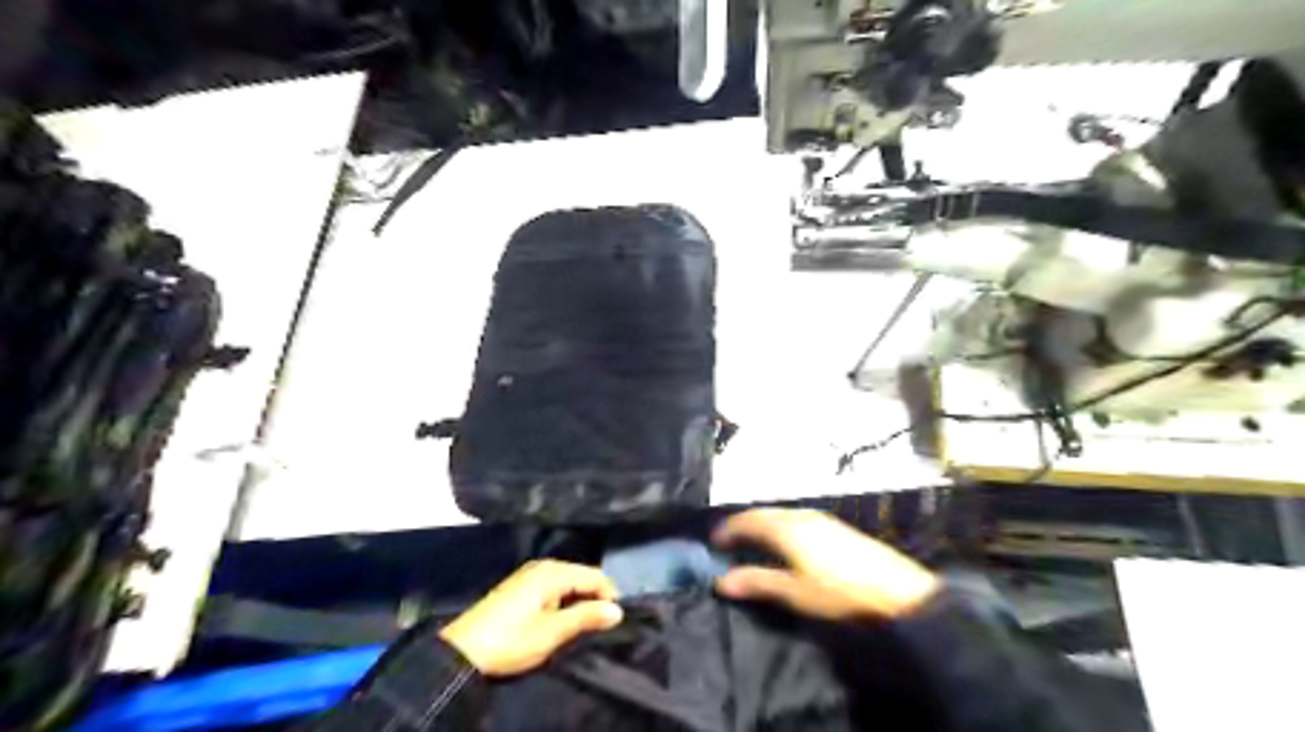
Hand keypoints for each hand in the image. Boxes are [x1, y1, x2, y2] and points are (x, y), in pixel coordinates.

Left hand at [442, 560, 622, 675]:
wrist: (463, 651)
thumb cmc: (510, 640)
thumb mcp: (552, 632)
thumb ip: (586, 617)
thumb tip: (617, 610)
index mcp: (552, 572)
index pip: (594, 576)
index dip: (609, 596)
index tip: (615, 620)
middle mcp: (543, 566)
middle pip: (582, 575)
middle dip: (594, 597)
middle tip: (601, 625)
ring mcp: (530, 574)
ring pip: (568, 581)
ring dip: (579, 600)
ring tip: (583, 625)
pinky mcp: (521, 586)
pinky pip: (554, 586)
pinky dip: (564, 599)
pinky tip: (561, 619)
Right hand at [712, 513, 938, 620]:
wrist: (898, 591)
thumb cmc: (839, 592)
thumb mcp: (794, 592)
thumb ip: (757, 582)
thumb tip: (720, 581)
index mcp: (786, 528)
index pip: (749, 521)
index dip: (729, 529)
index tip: (713, 541)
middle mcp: (801, 516)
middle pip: (765, 514)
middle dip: (745, 524)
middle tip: (730, 540)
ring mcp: (821, 519)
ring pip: (782, 515)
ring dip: (764, 525)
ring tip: (754, 542)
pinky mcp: (837, 527)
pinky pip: (797, 520)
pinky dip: (781, 527)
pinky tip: (786, 543)